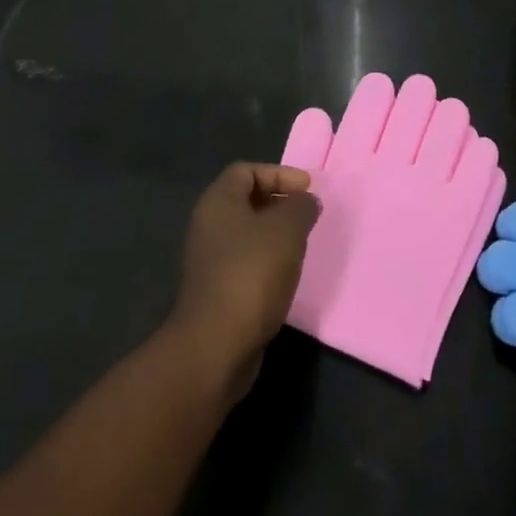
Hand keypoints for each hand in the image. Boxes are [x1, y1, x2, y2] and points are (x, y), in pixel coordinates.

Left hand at [169, 163, 319, 386]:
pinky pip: (244, 261)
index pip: (247, 170)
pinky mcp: (215, 289)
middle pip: (246, 200)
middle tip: (307, 215)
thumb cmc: (251, 274)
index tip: (307, 189)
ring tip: (301, 244)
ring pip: (246, 233)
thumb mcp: (287, 230)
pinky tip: (285, 274)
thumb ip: (301, 207)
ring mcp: (208, 259)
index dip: (279, 174)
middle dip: (279, 202)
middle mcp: (208, 224)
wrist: (215, 345)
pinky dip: (266, 260)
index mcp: (218, 201)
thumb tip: (306, 201)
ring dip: (274, 234)